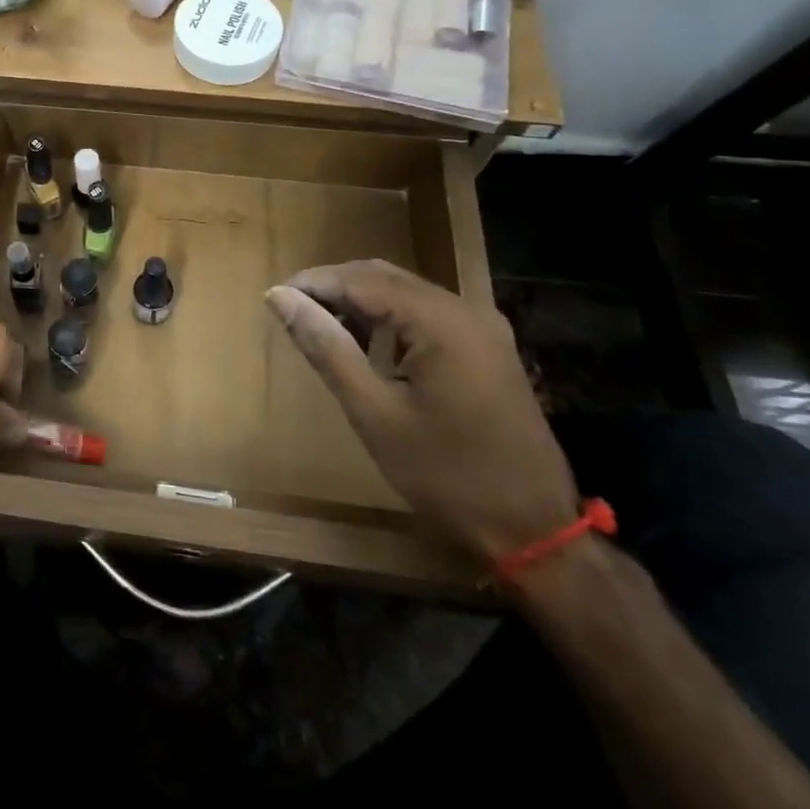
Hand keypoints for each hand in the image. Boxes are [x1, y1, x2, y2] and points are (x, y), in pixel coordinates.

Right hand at [265, 260, 577, 561]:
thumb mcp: (374, 413)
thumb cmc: (446, 475)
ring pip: (405, 291)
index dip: (313, 283)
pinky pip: (428, 312)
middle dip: (334, 288)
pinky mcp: (488, 346)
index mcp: (441, 321)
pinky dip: (391, 317)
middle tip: (292, 312)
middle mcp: (466, 309)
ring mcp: (483, 326)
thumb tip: (280, 298)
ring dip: (360, 301)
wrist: (536, 531)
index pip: (361, 279)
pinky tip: (368, 343)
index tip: (273, 299)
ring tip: (321, 327)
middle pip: (384, 276)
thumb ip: (326, 347)